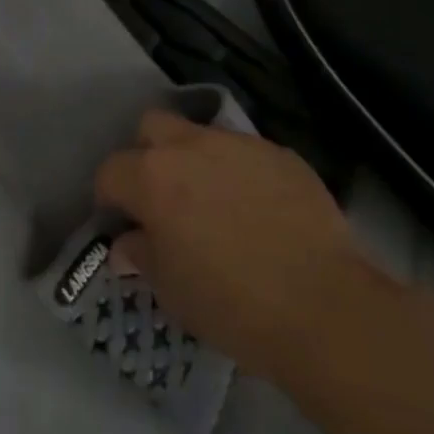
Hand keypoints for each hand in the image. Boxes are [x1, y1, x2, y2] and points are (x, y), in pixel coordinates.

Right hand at [95, 110, 395, 385]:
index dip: (110, 197)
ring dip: (195, 159)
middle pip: (152, 126)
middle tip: (161, 196)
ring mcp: (239, 144)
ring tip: (213, 201)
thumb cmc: (232, 305)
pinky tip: (257, 209)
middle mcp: (190, 146)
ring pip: (201, 134)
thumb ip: (142, 255)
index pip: (110, 171)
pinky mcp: (280, 153)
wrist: (323, 306)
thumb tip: (127, 243)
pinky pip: (245, 152)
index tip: (121, 222)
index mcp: (152, 177)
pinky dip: (239, 172)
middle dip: (147, 153)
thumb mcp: (172, 291)